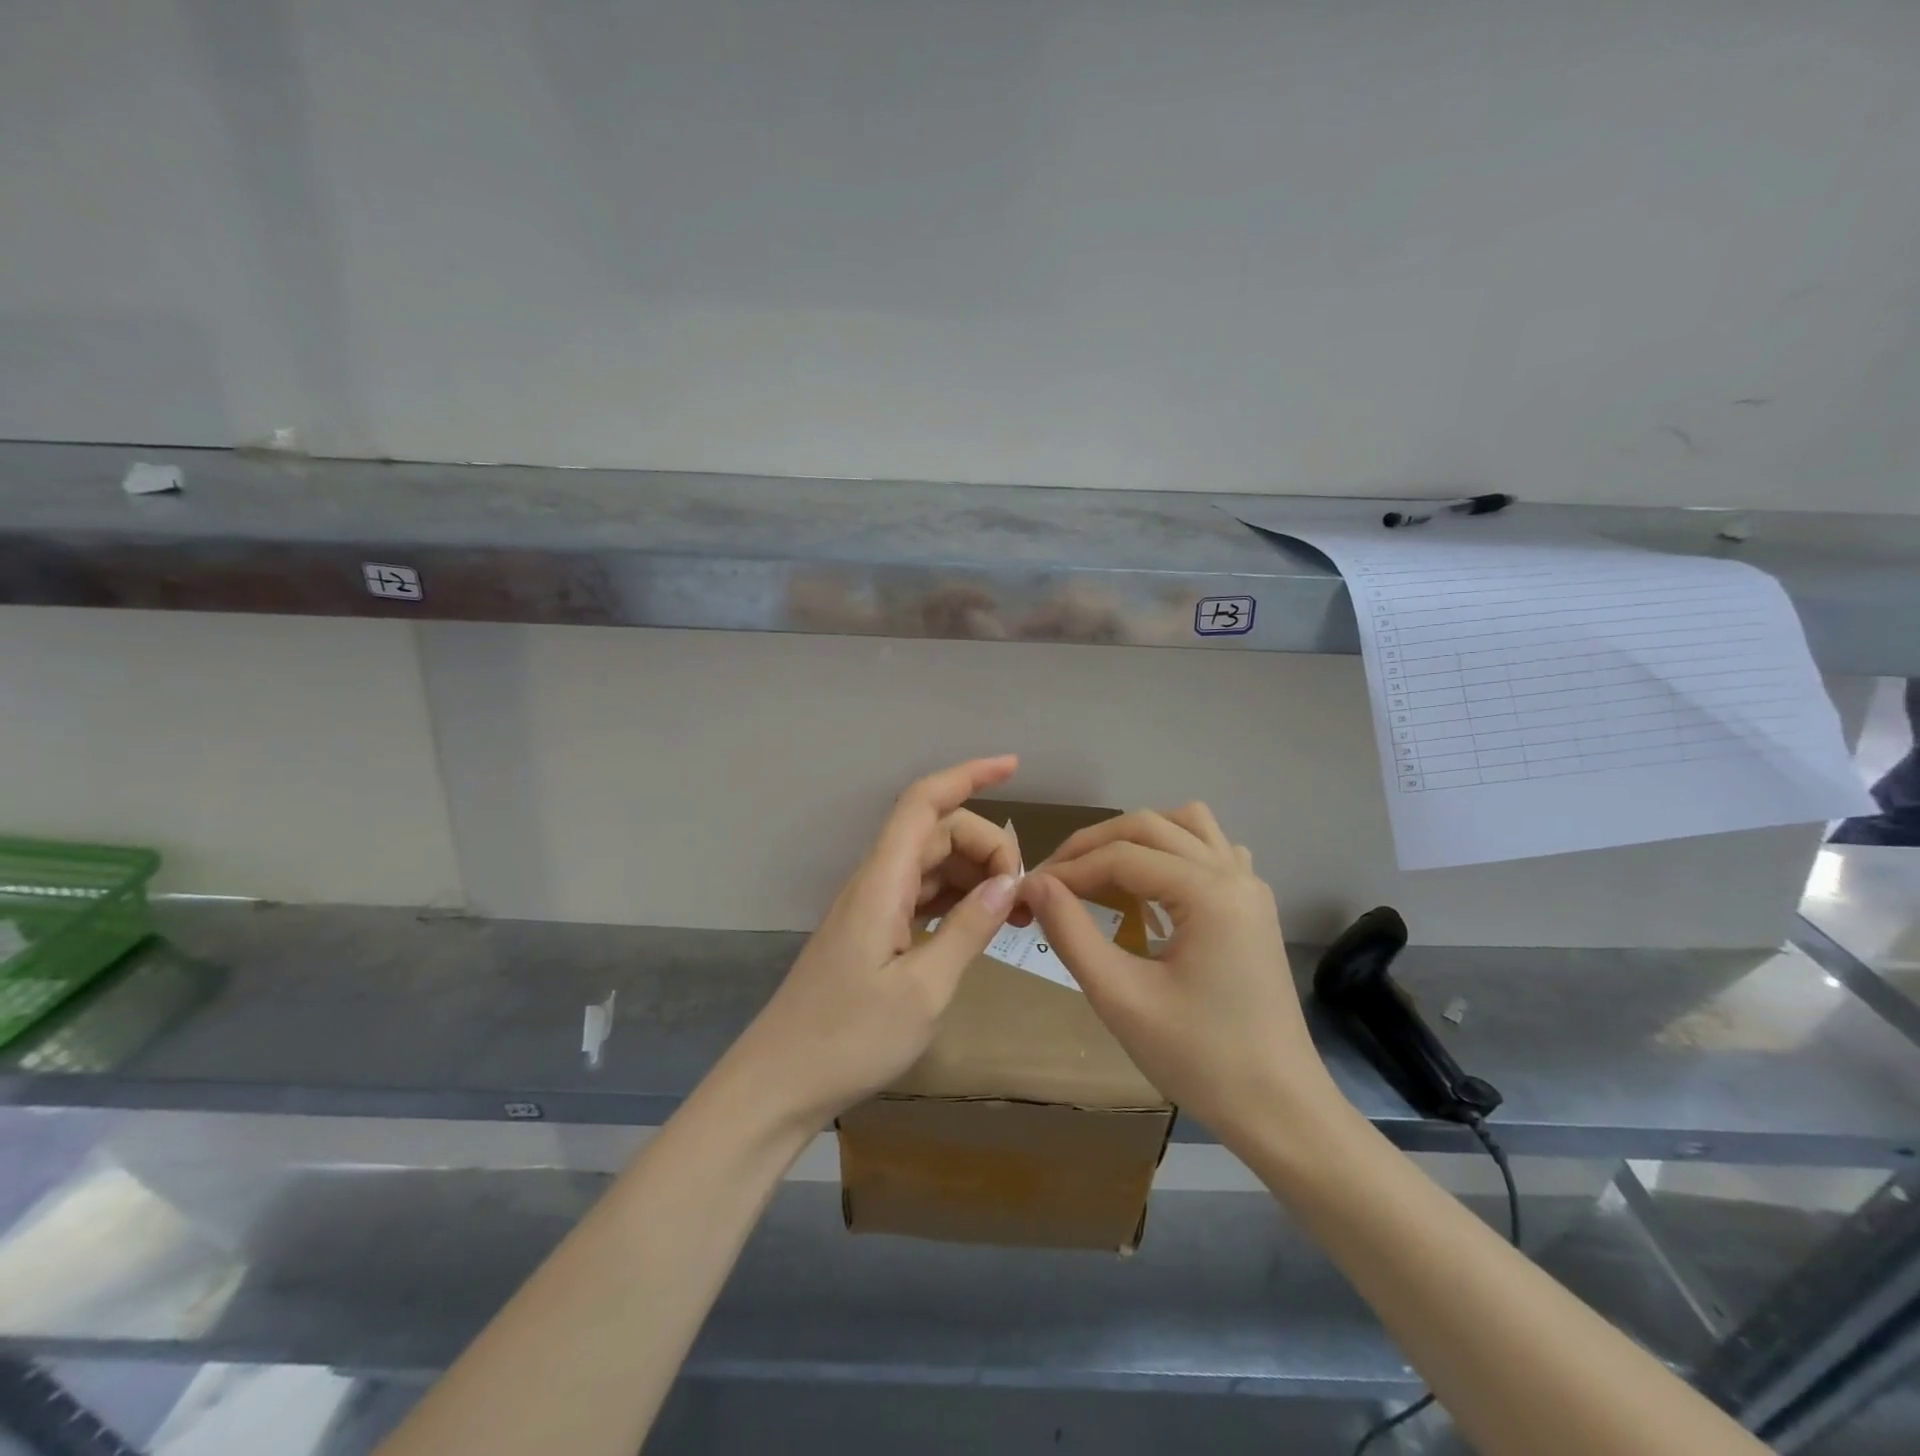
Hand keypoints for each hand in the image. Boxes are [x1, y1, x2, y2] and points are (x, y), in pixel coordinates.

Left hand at [724, 756, 1023, 1133]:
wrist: (779, 1083)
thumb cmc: (848, 1039)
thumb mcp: (924, 990)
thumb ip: (968, 928)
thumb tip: (1009, 882)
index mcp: (882, 882)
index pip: (924, 802)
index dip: (968, 775)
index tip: (1013, 767)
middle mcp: (875, 881)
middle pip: (937, 832)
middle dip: (987, 846)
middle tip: (1024, 895)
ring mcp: (872, 906)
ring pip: (932, 862)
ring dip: (975, 872)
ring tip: (1015, 909)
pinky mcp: (873, 931)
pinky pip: (922, 894)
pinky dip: (956, 897)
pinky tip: (981, 921)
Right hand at [1022, 803, 1341, 1146]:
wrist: (1280, 1110)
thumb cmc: (1200, 1060)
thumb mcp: (1121, 998)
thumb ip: (1071, 932)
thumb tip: (1033, 883)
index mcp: (1209, 892)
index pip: (1121, 856)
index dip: (1067, 869)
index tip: (1026, 893)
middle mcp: (1234, 873)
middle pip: (1150, 826)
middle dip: (1093, 846)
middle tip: (1052, 881)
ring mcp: (1250, 886)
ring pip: (1185, 825)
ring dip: (1136, 838)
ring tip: (1100, 873)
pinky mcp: (1253, 905)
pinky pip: (1211, 849)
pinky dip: (1172, 851)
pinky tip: (1153, 889)